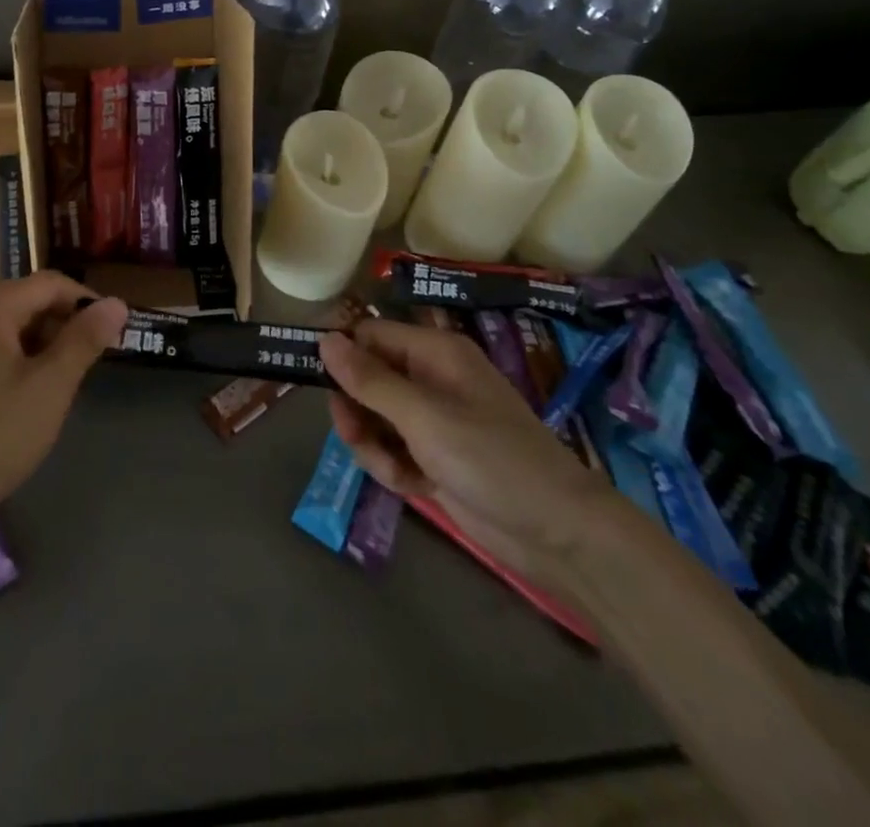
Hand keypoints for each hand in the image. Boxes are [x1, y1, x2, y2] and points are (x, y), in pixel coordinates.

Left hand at [0, 274, 127, 529]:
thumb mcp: (50, 386)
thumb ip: (84, 339)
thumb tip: (116, 303)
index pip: (50, 284)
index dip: (87, 302)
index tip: (112, 333)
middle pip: (25, 303)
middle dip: (61, 328)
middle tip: (85, 367)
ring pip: (6, 330)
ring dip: (38, 348)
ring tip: (55, 388)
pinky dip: (12, 364)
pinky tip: (18, 403)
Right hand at [320, 318, 611, 582]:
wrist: (557, 534)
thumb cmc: (491, 459)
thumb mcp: (424, 416)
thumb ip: (369, 379)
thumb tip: (324, 339)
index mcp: (433, 353)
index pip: (369, 335)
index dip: (341, 355)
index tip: (312, 380)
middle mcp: (430, 379)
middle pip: (365, 378)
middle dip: (355, 409)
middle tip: (355, 433)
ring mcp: (432, 420)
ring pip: (372, 418)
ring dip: (372, 444)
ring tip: (393, 468)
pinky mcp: (433, 457)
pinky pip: (390, 450)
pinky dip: (392, 467)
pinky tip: (412, 486)